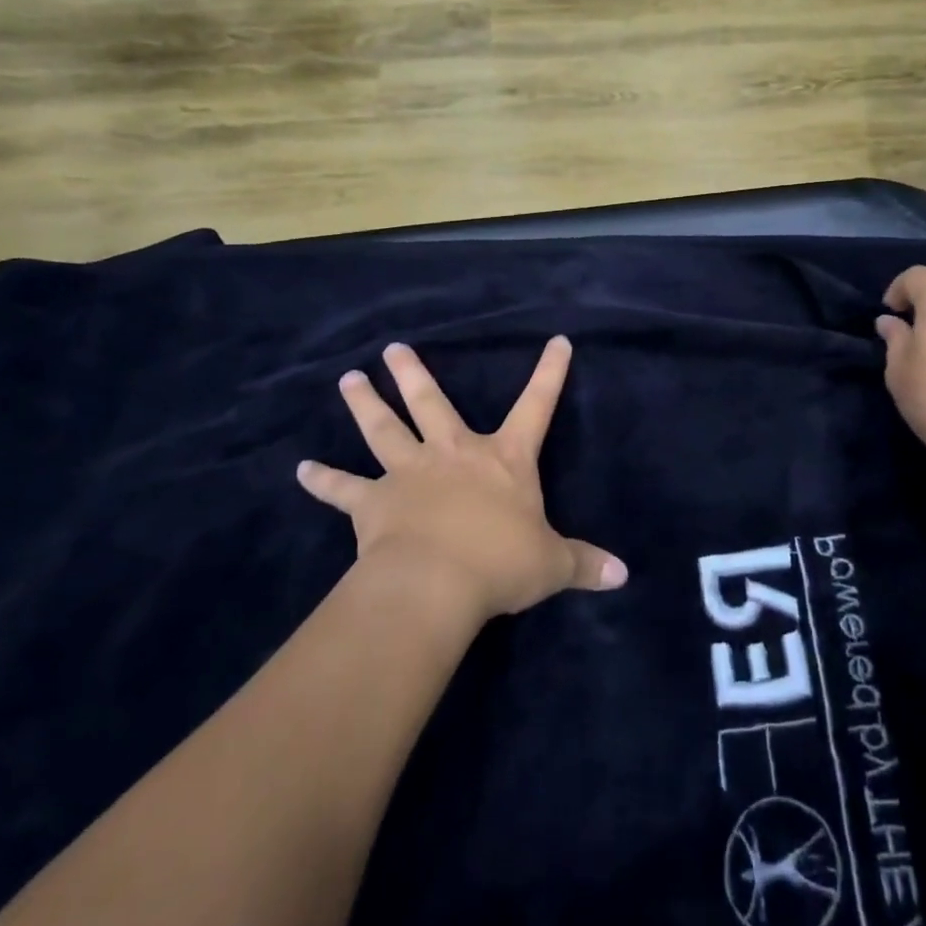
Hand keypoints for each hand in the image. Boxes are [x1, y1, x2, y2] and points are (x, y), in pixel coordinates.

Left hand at [297, 338, 626, 620]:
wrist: (435, 584)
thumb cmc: (499, 563)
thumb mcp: (550, 564)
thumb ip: (584, 564)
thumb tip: (624, 575)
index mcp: (502, 459)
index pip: (536, 405)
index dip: (550, 373)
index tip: (557, 340)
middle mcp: (453, 454)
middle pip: (432, 404)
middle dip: (414, 375)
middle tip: (392, 348)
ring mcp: (409, 473)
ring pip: (384, 429)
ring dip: (365, 404)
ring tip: (348, 378)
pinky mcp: (373, 504)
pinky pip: (343, 489)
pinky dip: (323, 480)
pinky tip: (301, 471)